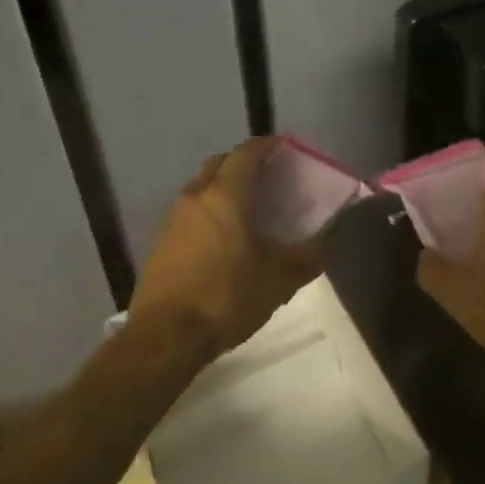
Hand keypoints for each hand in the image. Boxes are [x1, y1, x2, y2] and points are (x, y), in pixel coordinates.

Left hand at [128, 138, 324, 360]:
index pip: (246, 153)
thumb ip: (306, 257)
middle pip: (219, 164)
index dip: (266, 145)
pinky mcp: (160, 245)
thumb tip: (324, 245)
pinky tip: (223, 240)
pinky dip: (208, 214)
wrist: (164, 338)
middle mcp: (196, 197)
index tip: (283, 148)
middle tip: (267, 177)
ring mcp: (173, 221)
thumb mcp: (279, 279)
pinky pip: (189, 214)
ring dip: (222, 189)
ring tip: (247, 209)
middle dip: (242, 164)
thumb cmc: (227, 296)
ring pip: (201, 189)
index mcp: (226, 194)